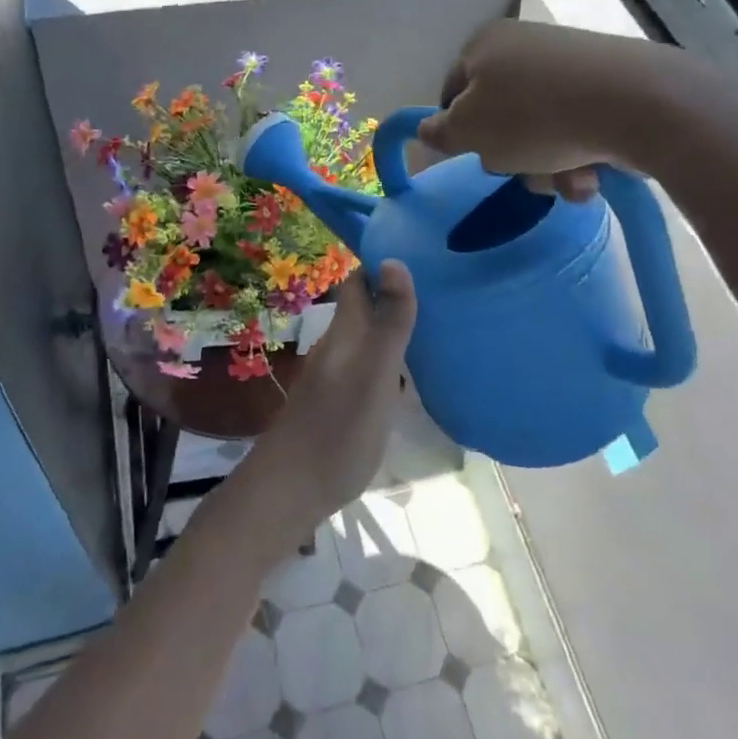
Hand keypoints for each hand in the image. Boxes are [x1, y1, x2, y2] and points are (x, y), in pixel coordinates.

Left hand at [246, 261, 417, 539]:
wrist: (293, 487)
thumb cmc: (338, 427)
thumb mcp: (374, 372)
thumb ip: (388, 321)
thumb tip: (394, 259)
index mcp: (346, 331)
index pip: (359, 280)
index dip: (382, 262)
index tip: (420, 251)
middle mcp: (340, 346)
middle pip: (366, 306)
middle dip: (396, 293)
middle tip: (443, 289)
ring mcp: (339, 375)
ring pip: (370, 337)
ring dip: (397, 327)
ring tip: (441, 325)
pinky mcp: (343, 403)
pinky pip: (372, 367)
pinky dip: (394, 360)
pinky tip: (418, 374)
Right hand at [418, 20, 705, 194]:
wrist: (637, 104)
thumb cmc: (534, 116)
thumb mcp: (468, 132)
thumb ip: (439, 133)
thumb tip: (426, 130)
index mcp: (484, 44)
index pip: (452, 91)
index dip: (456, 129)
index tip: (471, 155)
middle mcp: (526, 45)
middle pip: (500, 115)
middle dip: (511, 154)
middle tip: (522, 169)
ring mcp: (572, 63)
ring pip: (541, 129)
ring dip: (547, 165)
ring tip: (569, 178)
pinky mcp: (611, 83)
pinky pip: (579, 126)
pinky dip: (581, 154)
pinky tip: (595, 172)